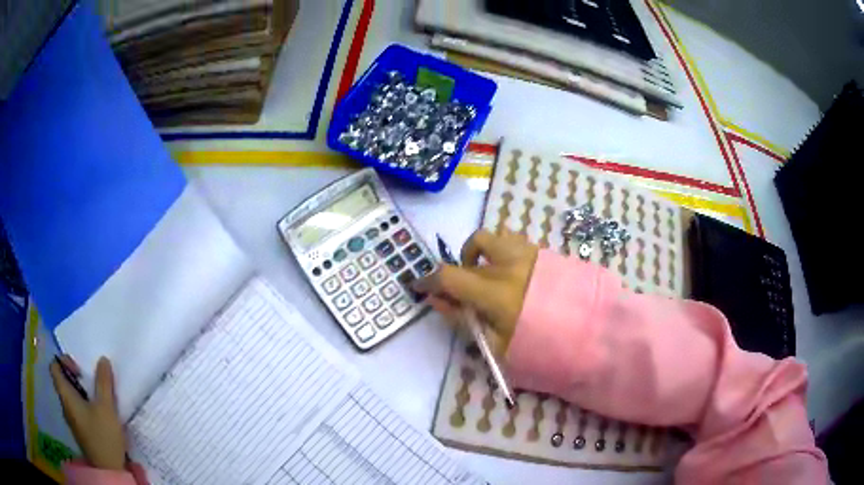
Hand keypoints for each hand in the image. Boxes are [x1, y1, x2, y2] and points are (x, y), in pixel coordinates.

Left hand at [50, 355, 126, 470]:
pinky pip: (78, 409)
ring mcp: (72, 420)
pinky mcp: (81, 431)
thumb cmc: (103, 436)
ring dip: (83, 392)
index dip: (64, 361)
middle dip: (77, 377)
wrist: (109, 471)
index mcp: (65, 395)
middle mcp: (65, 405)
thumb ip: (104, 382)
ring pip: (72, 396)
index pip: (54, 367)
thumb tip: (102, 359)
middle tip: (93, 383)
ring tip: (99, 398)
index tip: (80, 370)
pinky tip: (100, 415)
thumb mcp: (106, 408)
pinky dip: (86, 406)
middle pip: (63, 381)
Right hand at [414, 229, 538, 354]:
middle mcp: (511, 265)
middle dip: (456, 275)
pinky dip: (500, 249)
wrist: (590, 335)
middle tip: (461, 295)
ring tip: (483, 274)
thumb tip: (437, 300)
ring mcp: (528, 254)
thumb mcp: (497, 347)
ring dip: (478, 253)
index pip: (450, 276)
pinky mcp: (543, 251)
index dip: (428, 280)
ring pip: (489, 238)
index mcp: (498, 292)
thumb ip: (463, 320)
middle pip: (467, 258)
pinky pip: (512, 240)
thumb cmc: (542, 348)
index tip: (420, 287)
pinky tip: (508, 271)